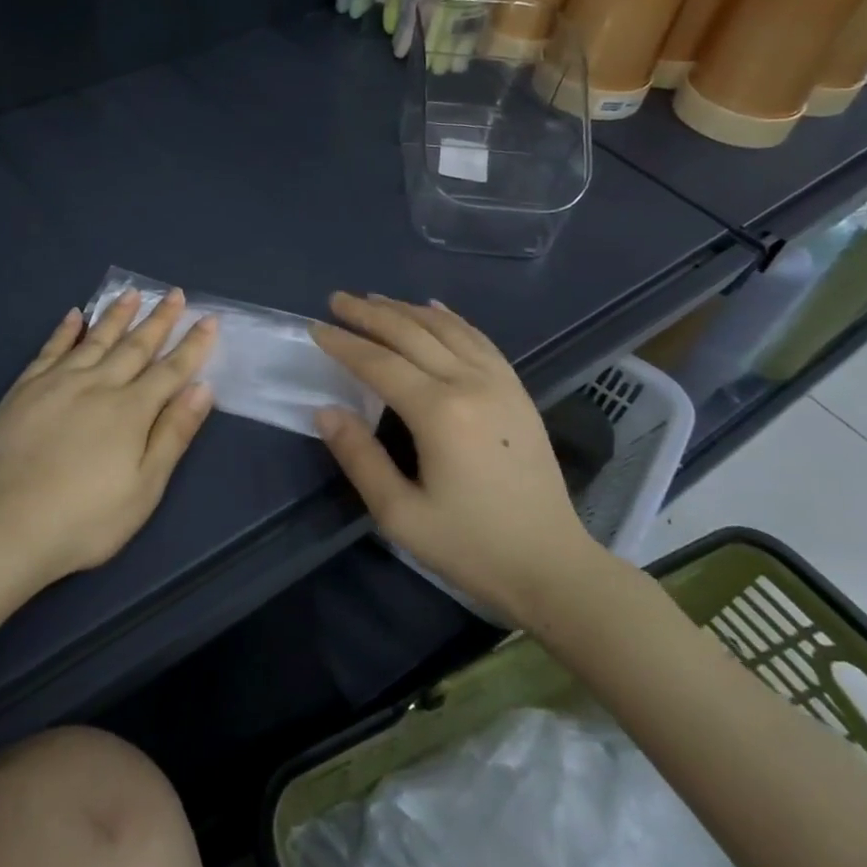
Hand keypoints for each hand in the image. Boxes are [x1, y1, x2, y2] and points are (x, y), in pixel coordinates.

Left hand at [0, 290, 217, 589]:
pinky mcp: (24, 390)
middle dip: (158, 320)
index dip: (192, 345)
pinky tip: (74, 315)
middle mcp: (97, 385)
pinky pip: (50, 350)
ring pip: (94, 339)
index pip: (170, 370)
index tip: (208, 319)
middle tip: (175, 293)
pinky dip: (64, 331)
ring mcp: (57, 383)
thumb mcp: (145, 487)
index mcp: (131, 410)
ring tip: (132, 292)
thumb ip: (173, 433)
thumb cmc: (87, 518)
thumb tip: (202, 388)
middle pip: (134, 346)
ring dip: (116, 315)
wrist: (9, 527)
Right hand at [310, 293, 602, 622]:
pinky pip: (479, 339)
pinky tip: (434, 308)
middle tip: (336, 300)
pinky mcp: (518, 391)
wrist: (552, 566)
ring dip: (406, 310)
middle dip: (369, 314)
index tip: (314, 327)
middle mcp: (470, 384)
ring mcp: (500, 383)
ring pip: (446, 328)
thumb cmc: (471, 546)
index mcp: (439, 413)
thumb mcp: (400, 514)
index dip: (343, 343)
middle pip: (411, 334)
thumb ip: (359, 458)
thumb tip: (325, 411)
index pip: (379, 363)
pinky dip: (450, 318)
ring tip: (374, 300)